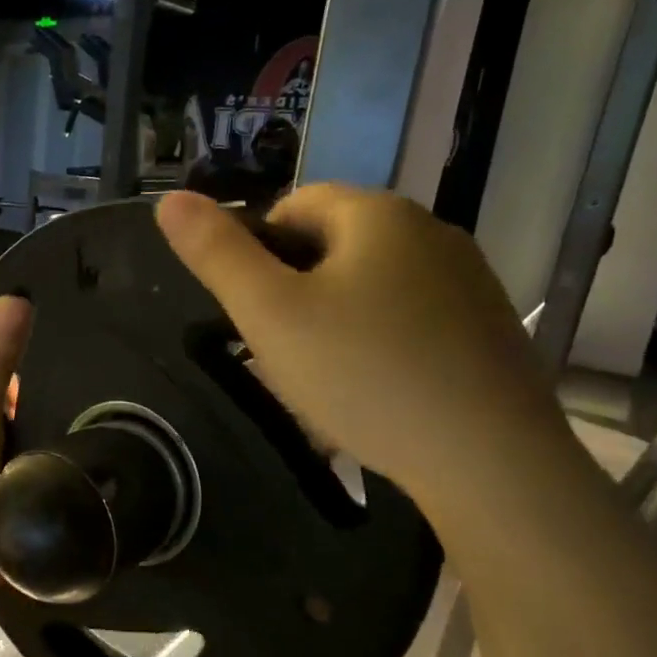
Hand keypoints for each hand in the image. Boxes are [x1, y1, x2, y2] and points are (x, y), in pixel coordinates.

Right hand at [156, 187, 567, 517]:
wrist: (486, 457)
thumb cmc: (362, 374)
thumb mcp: (270, 314)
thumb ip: (217, 255)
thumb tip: (169, 199)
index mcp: (377, 214)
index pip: (295, 203)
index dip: (258, 250)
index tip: (252, 310)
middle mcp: (430, 230)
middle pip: (335, 244)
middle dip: (296, 288)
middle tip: (280, 350)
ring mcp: (468, 279)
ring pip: (373, 284)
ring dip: (335, 318)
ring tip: (323, 379)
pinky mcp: (487, 327)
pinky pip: (410, 318)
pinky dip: (379, 342)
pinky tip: (375, 392)